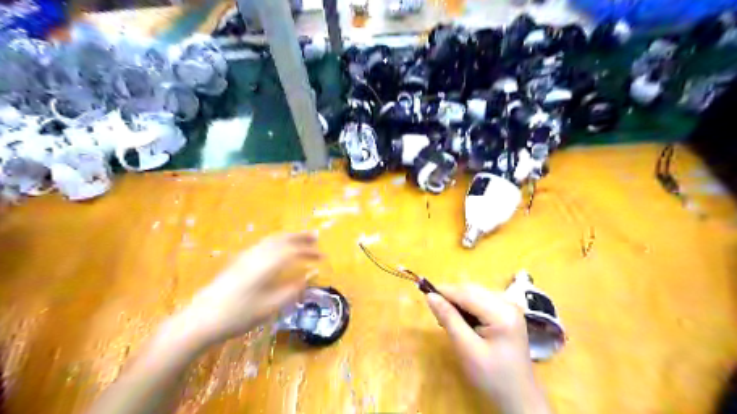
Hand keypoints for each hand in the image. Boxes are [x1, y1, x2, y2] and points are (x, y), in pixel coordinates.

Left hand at [175, 233, 322, 344]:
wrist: (199, 320)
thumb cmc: (237, 315)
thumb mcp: (269, 307)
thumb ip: (290, 291)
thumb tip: (306, 279)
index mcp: (266, 265)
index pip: (293, 251)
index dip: (310, 252)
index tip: (323, 257)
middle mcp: (257, 255)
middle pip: (282, 239)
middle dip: (300, 237)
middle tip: (315, 237)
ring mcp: (245, 257)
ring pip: (271, 240)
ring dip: (288, 238)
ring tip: (300, 241)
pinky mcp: (237, 262)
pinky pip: (262, 245)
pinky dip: (276, 243)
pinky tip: (278, 251)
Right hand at [424, 285, 548, 413]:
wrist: (518, 398)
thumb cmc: (492, 378)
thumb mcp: (467, 349)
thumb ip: (449, 319)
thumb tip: (430, 296)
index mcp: (502, 313)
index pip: (467, 293)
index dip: (444, 291)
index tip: (424, 295)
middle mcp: (508, 303)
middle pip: (472, 290)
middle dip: (452, 297)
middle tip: (436, 314)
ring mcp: (510, 307)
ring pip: (475, 293)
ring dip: (459, 301)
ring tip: (448, 320)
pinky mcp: (508, 312)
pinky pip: (482, 300)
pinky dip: (468, 306)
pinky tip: (463, 321)